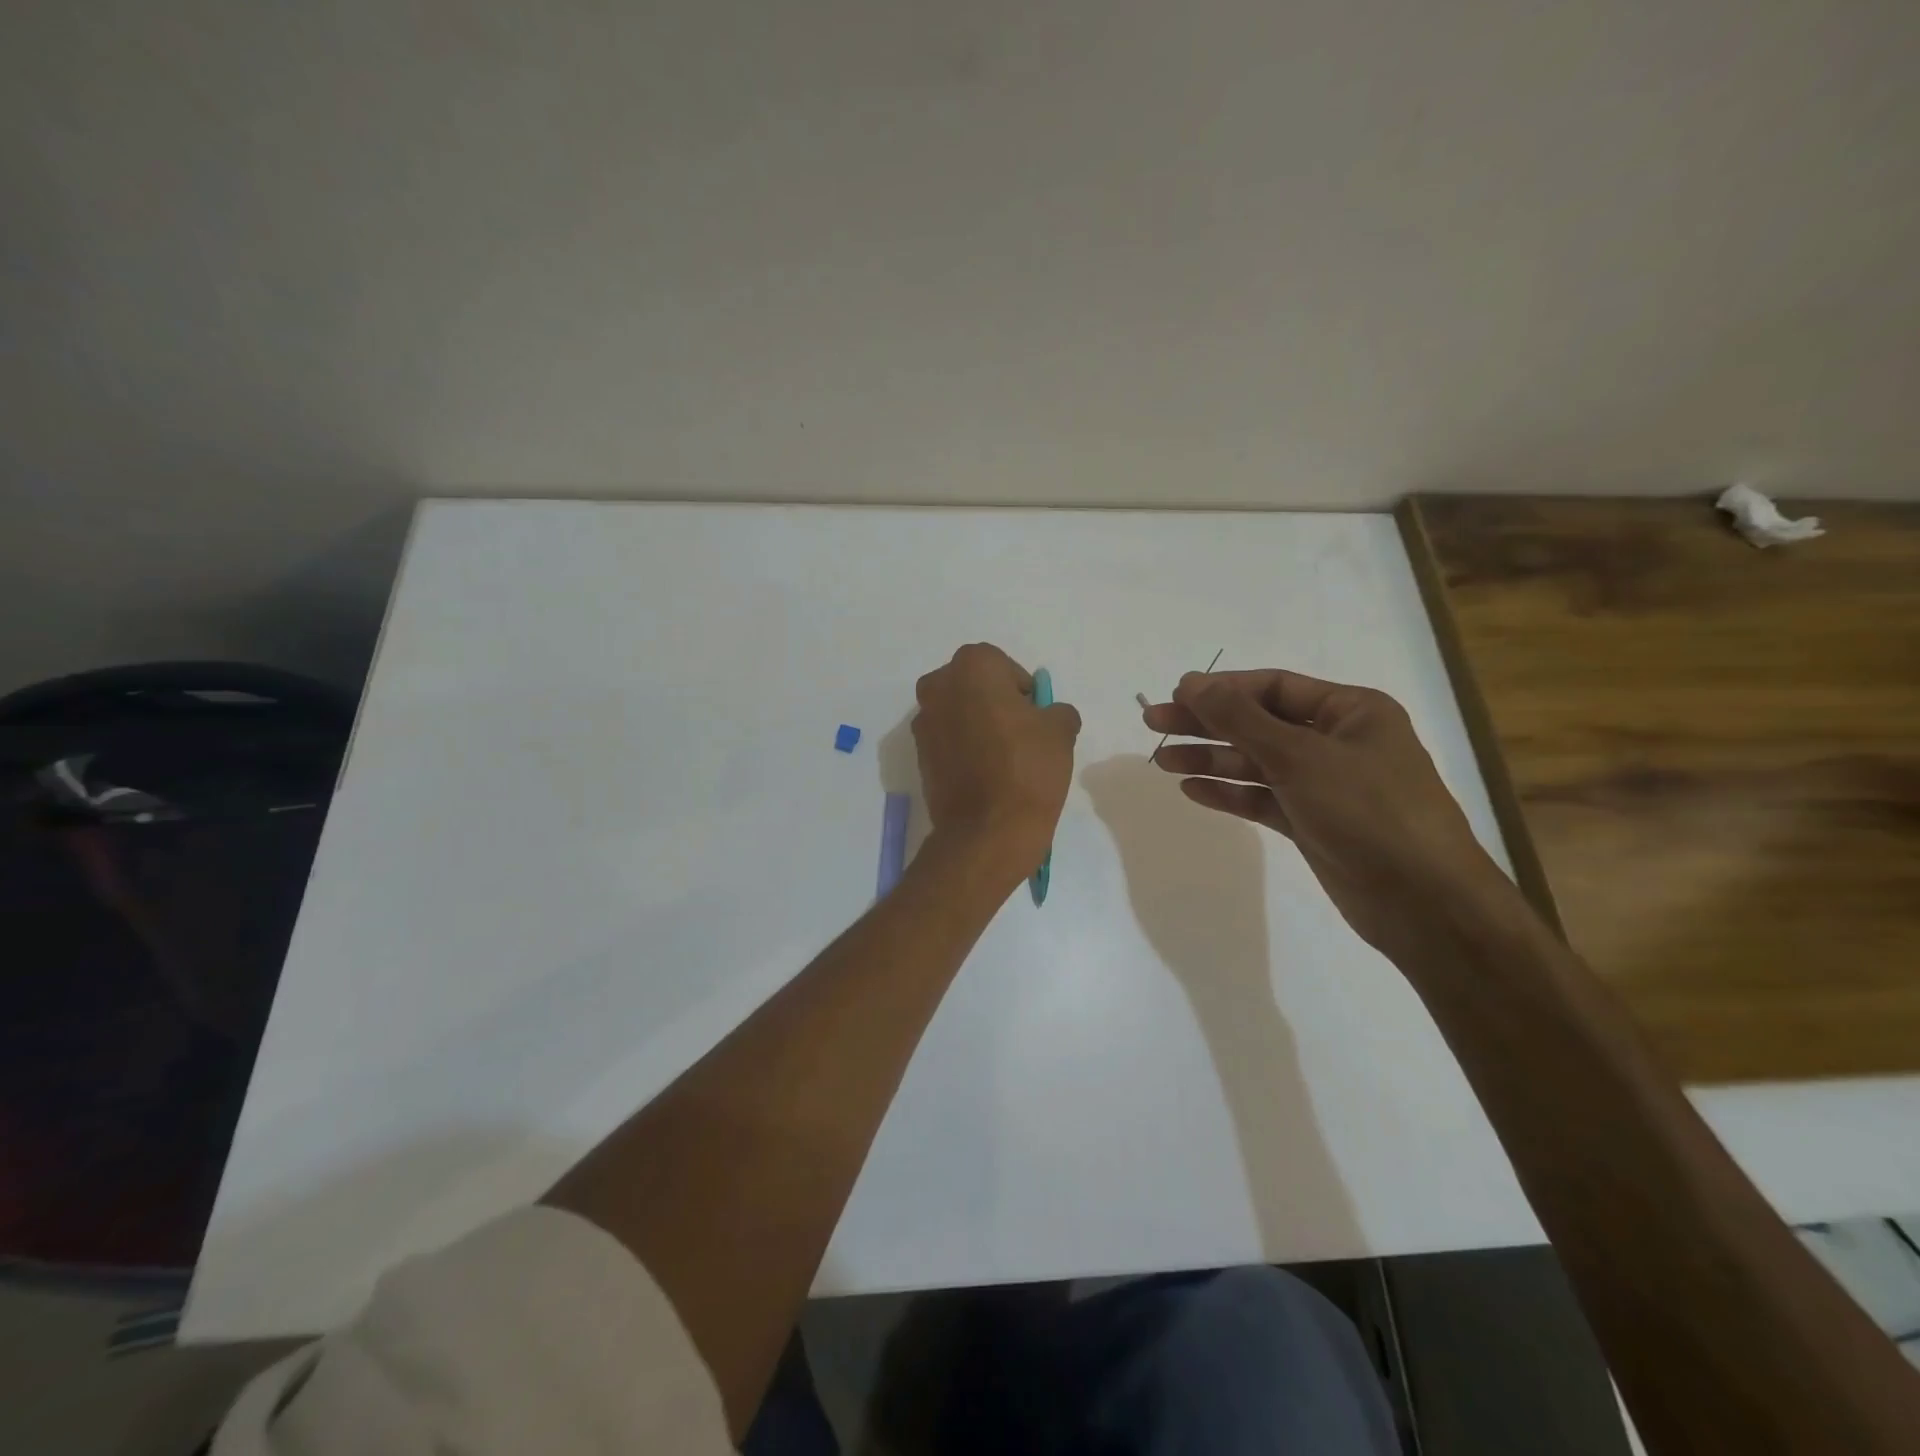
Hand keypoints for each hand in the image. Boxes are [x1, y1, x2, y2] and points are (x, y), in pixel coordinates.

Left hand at [914, 644, 1081, 880]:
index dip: (1022, 689)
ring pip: (958, 712)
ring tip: (1004, 758)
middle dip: (995, 702)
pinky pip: (948, 740)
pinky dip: (964, 748)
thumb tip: (1050, 715)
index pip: (1002, 665)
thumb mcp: (1060, 731)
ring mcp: (923, 723)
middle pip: (974, 686)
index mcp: (971, 668)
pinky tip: (985, 774)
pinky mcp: (919, 756)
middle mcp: (938, 687)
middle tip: (1021, 734)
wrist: (987, 831)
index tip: (1035, 716)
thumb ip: (1057, 710)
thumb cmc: (1027, 768)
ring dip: (977, 725)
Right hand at [1144, 669, 1515, 957]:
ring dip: (1211, 759)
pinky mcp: (1313, 823)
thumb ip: (1240, 718)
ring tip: (1163, 760)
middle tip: (1153, 723)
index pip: (1274, 687)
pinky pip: (1263, 798)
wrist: (1423, 902)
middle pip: (1258, 723)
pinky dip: (1230, 793)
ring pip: (1257, 763)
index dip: (1223, 689)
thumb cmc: (1368, 812)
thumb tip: (1191, 682)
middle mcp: (1338, 742)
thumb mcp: (1299, 756)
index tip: (1176, 695)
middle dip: (1206, 723)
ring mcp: (1325, 785)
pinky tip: (1193, 790)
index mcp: (1351, 711)